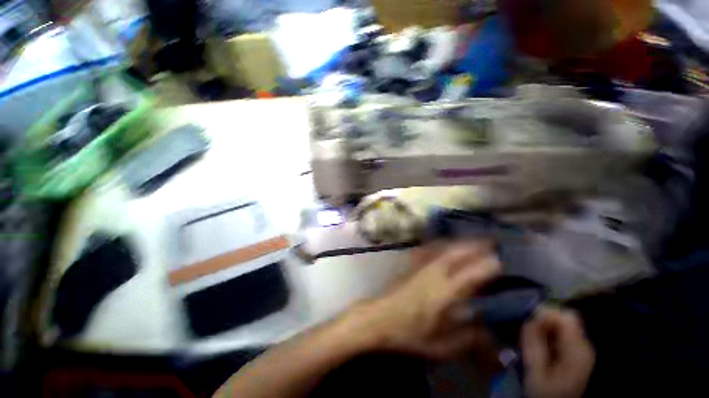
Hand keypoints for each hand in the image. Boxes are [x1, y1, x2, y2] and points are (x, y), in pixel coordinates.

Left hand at [351, 241, 500, 358]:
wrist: (380, 318)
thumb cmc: (410, 334)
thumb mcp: (442, 346)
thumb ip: (469, 338)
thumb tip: (491, 331)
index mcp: (444, 292)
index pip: (472, 273)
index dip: (489, 266)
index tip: (503, 261)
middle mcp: (434, 273)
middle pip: (457, 252)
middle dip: (476, 245)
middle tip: (492, 242)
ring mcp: (421, 265)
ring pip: (444, 247)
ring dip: (460, 242)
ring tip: (474, 240)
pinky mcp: (412, 264)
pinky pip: (430, 248)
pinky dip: (441, 243)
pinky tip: (446, 243)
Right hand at [521, 308, 595, 397]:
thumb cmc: (545, 391)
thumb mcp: (535, 370)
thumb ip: (534, 343)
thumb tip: (531, 317)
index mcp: (578, 350)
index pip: (565, 317)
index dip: (545, 315)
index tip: (529, 324)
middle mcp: (584, 345)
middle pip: (565, 318)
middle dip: (543, 321)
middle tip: (529, 334)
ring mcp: (582, 348)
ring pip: (562, 324)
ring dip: (544, 328)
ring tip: (533, 341)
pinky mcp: (577, 351)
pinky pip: (562, 332)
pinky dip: (548, 333)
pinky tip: (541, 346)